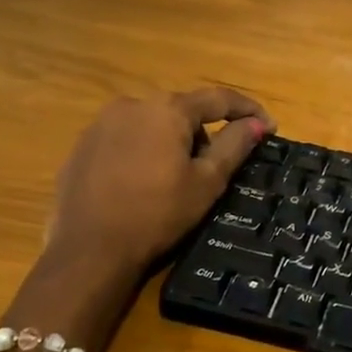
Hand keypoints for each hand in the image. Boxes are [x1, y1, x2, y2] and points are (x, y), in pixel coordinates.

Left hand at [18, 87, 273, 344]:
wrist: (87, 252)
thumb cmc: (157, 214)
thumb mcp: (207, 182)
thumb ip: (234, 145)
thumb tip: (257, 123)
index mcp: (167, 109)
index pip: (219, 99)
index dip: (249, 110)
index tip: (270, 128)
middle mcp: (132, 104)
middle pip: (183, 110)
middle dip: (206, 132)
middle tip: (219, 166)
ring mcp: (101, 124)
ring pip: (153, 123)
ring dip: (173, 141)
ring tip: (178, 179)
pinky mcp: (82, 147)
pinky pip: (126, 139)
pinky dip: (144, 151)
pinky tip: (144, 183)